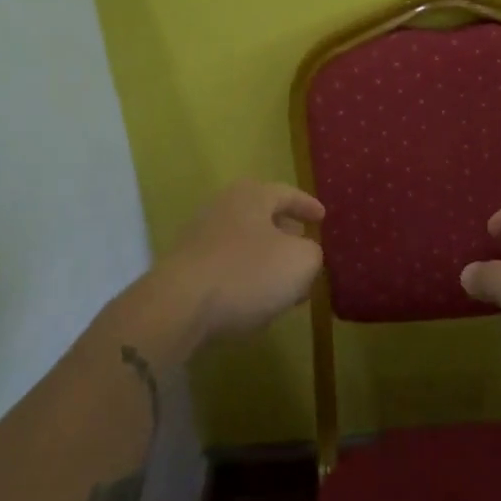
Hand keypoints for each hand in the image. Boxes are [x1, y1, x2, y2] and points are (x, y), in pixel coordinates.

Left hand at [153, 180, 324, 343]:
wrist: (178, 307)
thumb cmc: (247, 273)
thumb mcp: (300, 262)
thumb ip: (312, 253)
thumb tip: (305, 253)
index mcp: (252, 195)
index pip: (287, 194)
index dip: (307, 206)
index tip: (322, 217)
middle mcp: (223, 207)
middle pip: (262, 216)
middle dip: (286, 234)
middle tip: (304, 249)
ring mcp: (199, 236)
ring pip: (244, 243)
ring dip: (266, 261)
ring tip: (284, 284)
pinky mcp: (185, 267)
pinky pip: (226, 266)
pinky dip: (245, 278)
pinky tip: (255, 301)